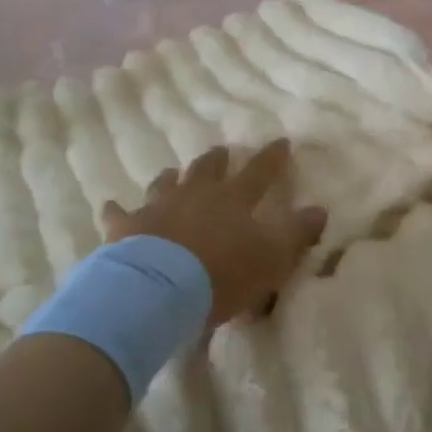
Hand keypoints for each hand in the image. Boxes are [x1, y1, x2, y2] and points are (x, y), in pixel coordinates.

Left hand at [101, 140, 327, 329]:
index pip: (260, 171)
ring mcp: (157, 206)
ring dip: (172, 177)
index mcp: (233, 199)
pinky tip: (111, 205)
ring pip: (165, 182)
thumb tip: (320, 209)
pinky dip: (116, 209)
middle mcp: (195, 194)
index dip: (272, 156)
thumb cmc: (222, 275)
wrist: (159, 290)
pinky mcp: (126, 226)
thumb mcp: (273, 259)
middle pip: (207, 168)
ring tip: (174, 173)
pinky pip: (118, 212)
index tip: (281, 141)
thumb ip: (297, 234)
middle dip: (217, 159)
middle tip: (221, 153)